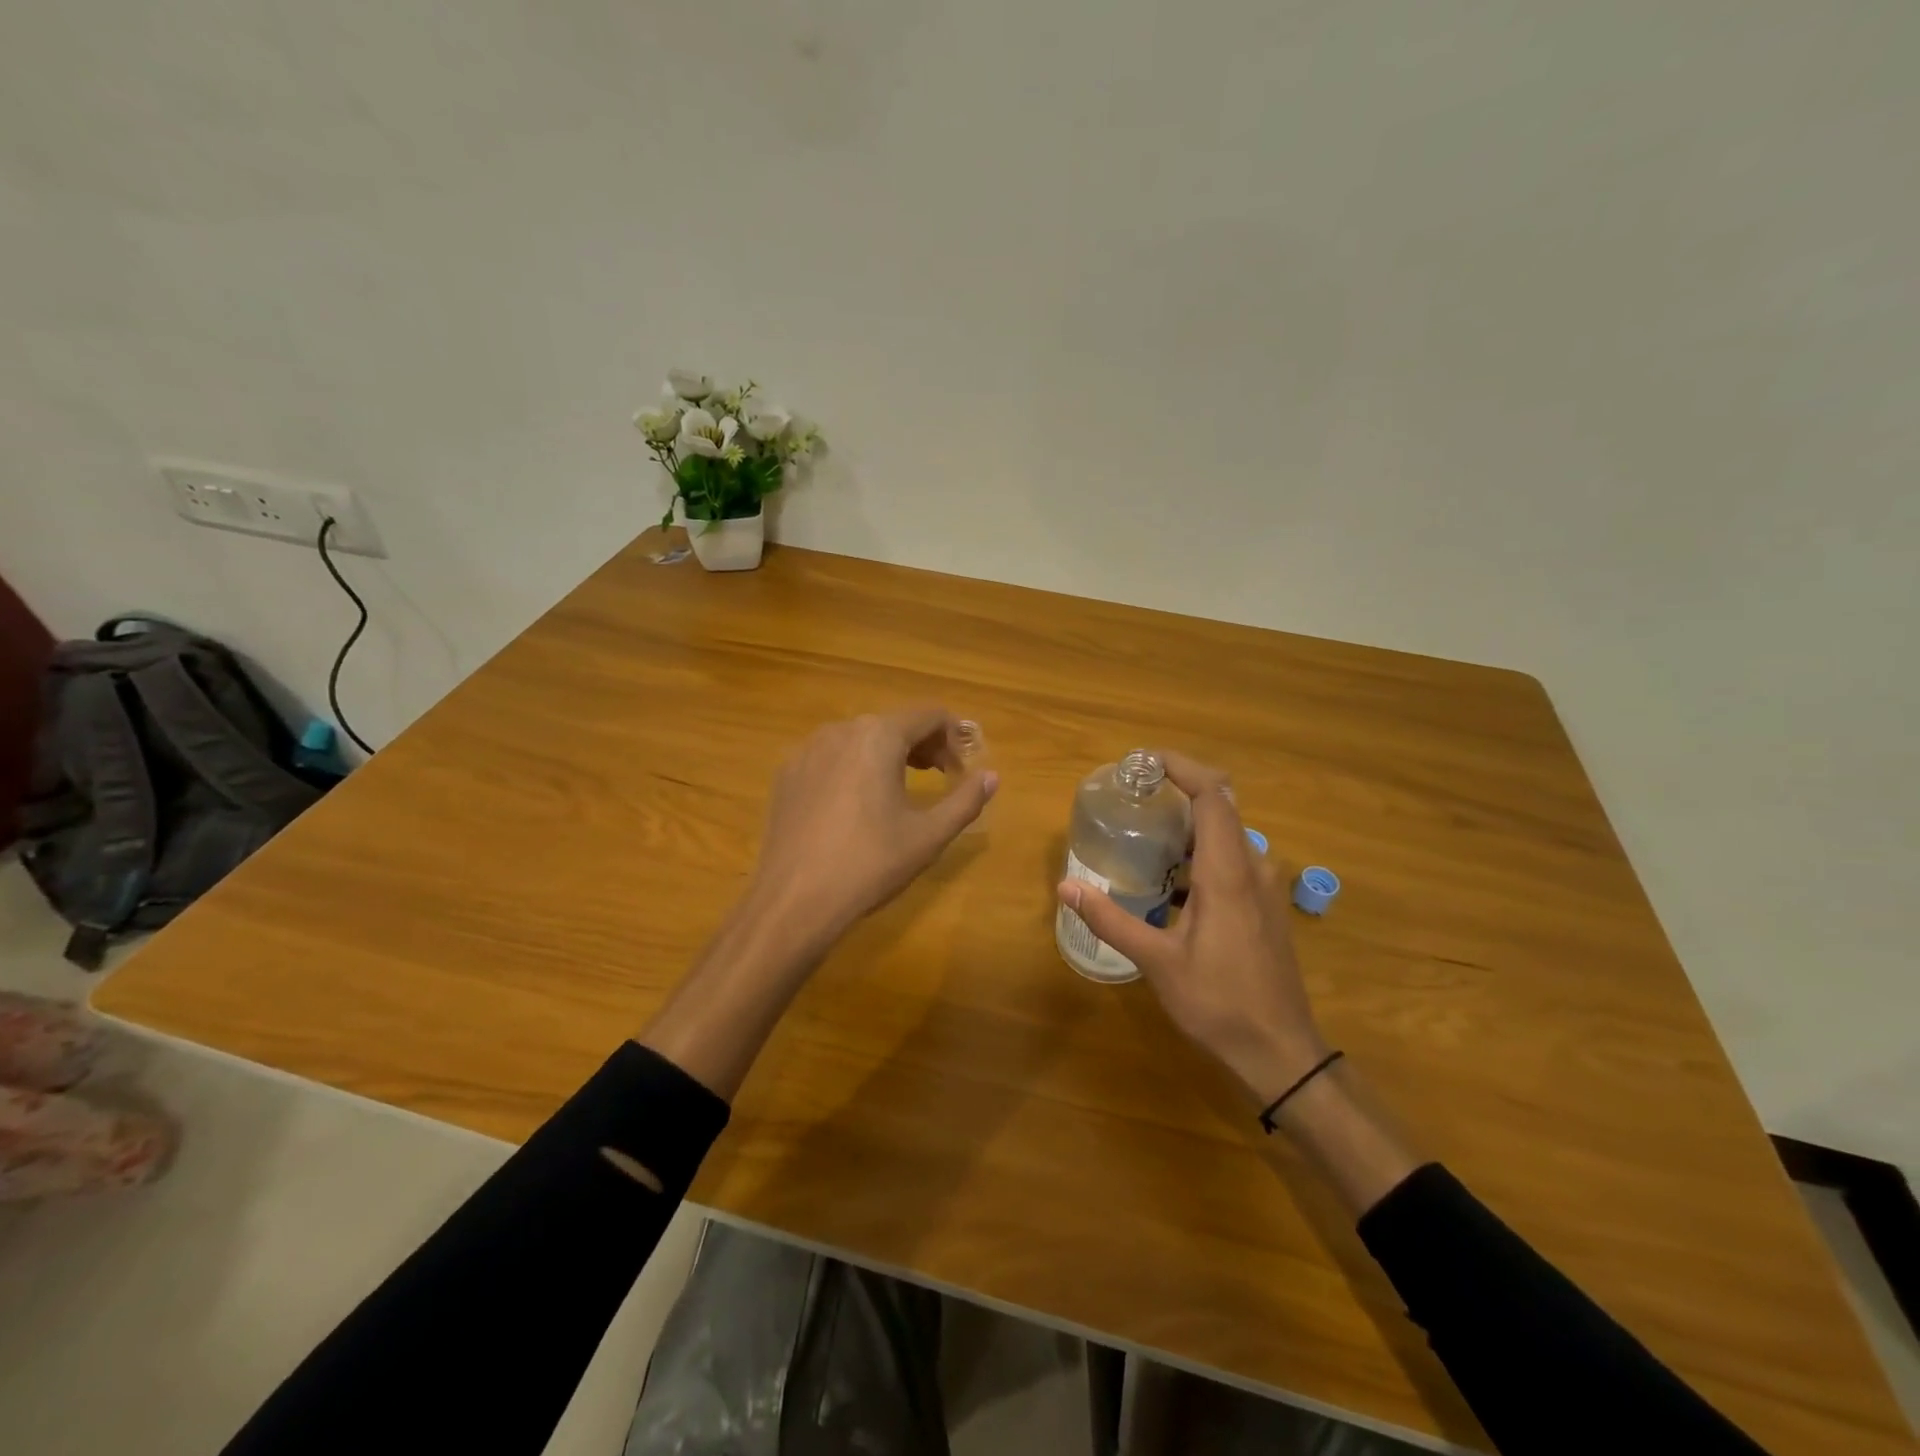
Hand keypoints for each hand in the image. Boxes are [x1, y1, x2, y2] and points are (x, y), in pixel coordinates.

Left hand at [747, 706, 997, 948]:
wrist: (794, 901)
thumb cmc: (870, 863)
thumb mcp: (928, 835)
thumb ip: (965, 800)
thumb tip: (992, 776)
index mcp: (879, 736)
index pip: (929, 715)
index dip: (955, 736)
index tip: (962, 770)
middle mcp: (840, 730)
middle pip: (893, 723)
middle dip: (923, 746)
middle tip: (940, 779)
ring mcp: (807, 750)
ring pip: (860, 738)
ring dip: (888, 755)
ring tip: (900, 789)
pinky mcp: (786, 774)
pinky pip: (830, 757)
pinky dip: (853, 768)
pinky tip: (855, 806)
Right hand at [1055, 752, 1327, 1104]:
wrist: (1281, 1051)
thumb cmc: (1219, 1003)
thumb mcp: (1157, 962)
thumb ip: (1111, 920)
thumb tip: (1066, 888)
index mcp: (1227, 873)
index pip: (1212, 796)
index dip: (1182, 768)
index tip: (1144, 762)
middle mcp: (1252, 868)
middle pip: (1221, 806)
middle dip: (1180, 789)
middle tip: (1135, 793)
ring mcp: (1264, 887)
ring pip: (1227, 834)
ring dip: (1190, 823)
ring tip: (1146, 829)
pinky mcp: (1265, 906)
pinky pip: (1233, 858)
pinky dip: (1201, 850)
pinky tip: (1171, 878)